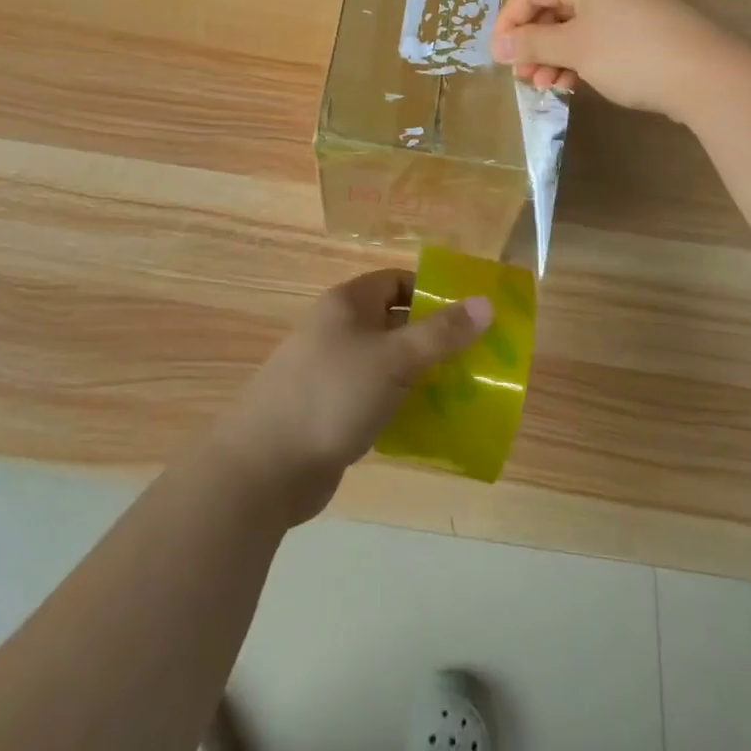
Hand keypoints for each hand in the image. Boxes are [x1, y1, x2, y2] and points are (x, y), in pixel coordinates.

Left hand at [214, 270, 490, 524]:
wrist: (265, 468)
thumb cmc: (332, 395)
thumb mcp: (394, 359)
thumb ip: (441, 333)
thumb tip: (486, 302)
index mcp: (348, 304)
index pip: (397, 281)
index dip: (433, 292)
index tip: (470, 314)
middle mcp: (338, 330)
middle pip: (395, 322)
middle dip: (434, 338)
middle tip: (477, 357)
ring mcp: (332, 372)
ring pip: (387, 363)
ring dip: (421, 375)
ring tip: (463, 392)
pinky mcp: (330, 412)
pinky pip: (376, 398)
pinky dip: (401, 406)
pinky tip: (430, 425)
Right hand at [491, 0, 739, 120]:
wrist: (707, 76)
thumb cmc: (631, 54)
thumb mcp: (574, 49)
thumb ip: (532, 44)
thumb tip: (499, 47)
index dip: (509, 22)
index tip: (498, 56)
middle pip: (554, 7)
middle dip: (534, 43)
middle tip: (521, 76)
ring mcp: (629, 4)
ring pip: (576, 26)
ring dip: (555, 55)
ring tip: (546, 86)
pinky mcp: (645, 28)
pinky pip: (599, 36)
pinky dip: (580, 57)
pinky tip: (572, 83)